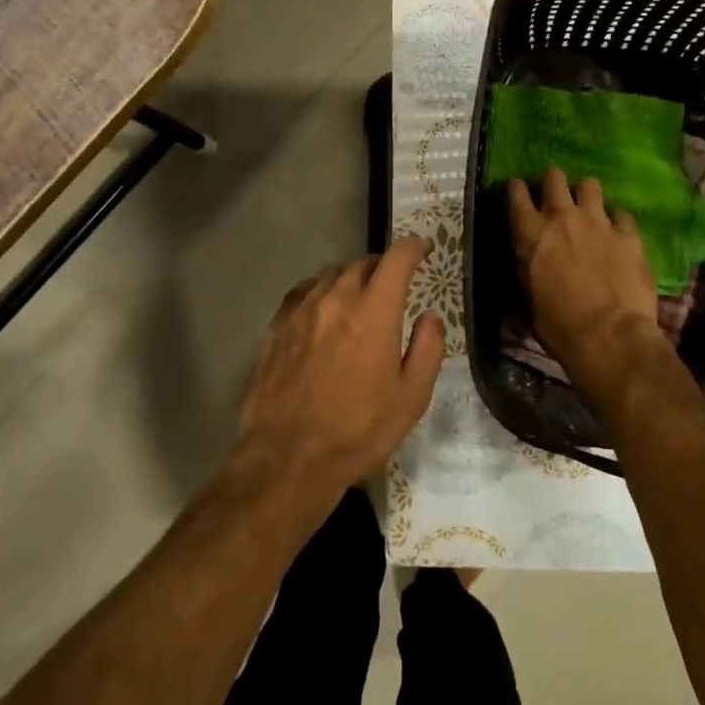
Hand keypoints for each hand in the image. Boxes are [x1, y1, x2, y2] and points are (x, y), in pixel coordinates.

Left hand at [231, 236, 444, 520]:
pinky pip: (302, 293)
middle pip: (362, 264)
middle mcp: (335, 300)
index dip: (412, 247)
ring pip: (330, 276)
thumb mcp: (411, 398)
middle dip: (382, 267)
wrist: (288, 457)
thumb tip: (429, 317)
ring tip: (357, 298)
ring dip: (349, 279)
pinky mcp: (275, 327)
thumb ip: (427, 349)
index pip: (396, 259)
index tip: (421, 248)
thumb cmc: (358, 431)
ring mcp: (300, 311)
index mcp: (374, 312)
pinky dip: (319, 293)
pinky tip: (321, 312)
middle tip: (392, 284)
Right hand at [508, 167, 657, 366]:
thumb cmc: (558, 325)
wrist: (609, 335)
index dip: (516, 188)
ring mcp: (599, 223)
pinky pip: (622, 214)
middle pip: (554, 178)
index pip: (516, 195)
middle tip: (554, 191)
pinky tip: (617, 230)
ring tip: (587, 205)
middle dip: (552, 180)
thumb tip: (530, 262)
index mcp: (531, 235)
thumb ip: (529, 268)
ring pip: (590, 185)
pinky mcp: (629, 235)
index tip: (517, 187)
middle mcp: (562, 218)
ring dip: (585, 193)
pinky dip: (616, 220)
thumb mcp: (528, 296)